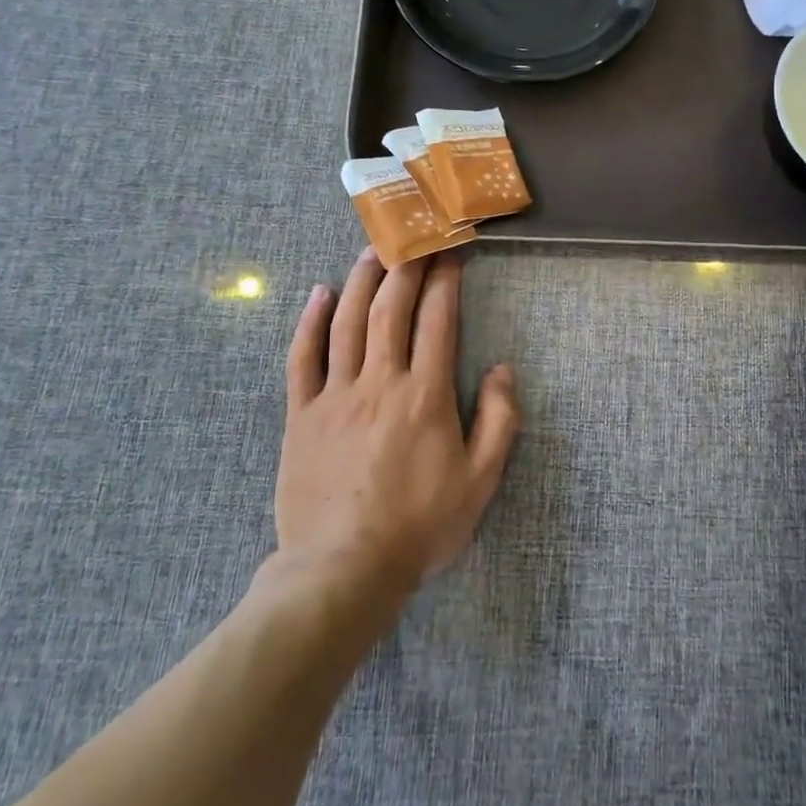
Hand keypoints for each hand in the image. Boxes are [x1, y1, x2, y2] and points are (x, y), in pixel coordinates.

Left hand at [271, 248, 518, 596]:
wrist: (343, 570)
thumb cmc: (421, 526)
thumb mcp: (481, 480)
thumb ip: (499, 420)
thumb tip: (502, 369)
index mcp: (425, 395)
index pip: (438, 320)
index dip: (445, 280)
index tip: (451, 251)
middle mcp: (380, 382)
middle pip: (391, 309)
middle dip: (406, 266)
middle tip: (414, 235)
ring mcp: (335, 395)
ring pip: (347, 323)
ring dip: (362, 280)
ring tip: (373, 248)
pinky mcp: (302, 415)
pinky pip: (303, 358)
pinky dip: (310, 322)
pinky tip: (320, 294)